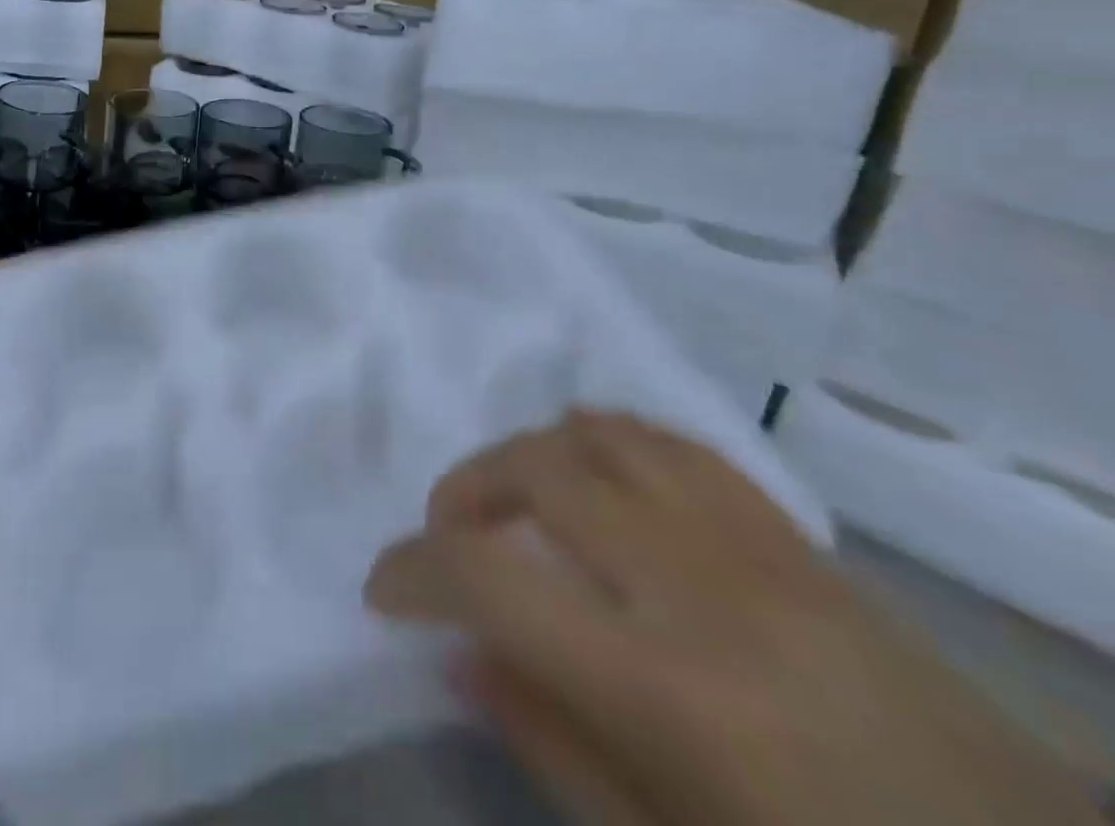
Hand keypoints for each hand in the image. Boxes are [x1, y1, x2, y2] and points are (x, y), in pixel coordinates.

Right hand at [366, 411, 1103, 825]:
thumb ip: (553, 747)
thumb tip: (461, 657)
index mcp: (664, 688)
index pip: (488, 577)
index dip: (412, 568)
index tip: (384, 588)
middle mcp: (697, 587)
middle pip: (536, 468)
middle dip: (463, 491)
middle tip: (451, 543)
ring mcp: (755, 548)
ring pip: (600, 434)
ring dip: (529, 455)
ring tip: (514, 503)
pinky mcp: (797, 539)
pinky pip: (675, 445)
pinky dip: (608, 440)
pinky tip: (593, 473)